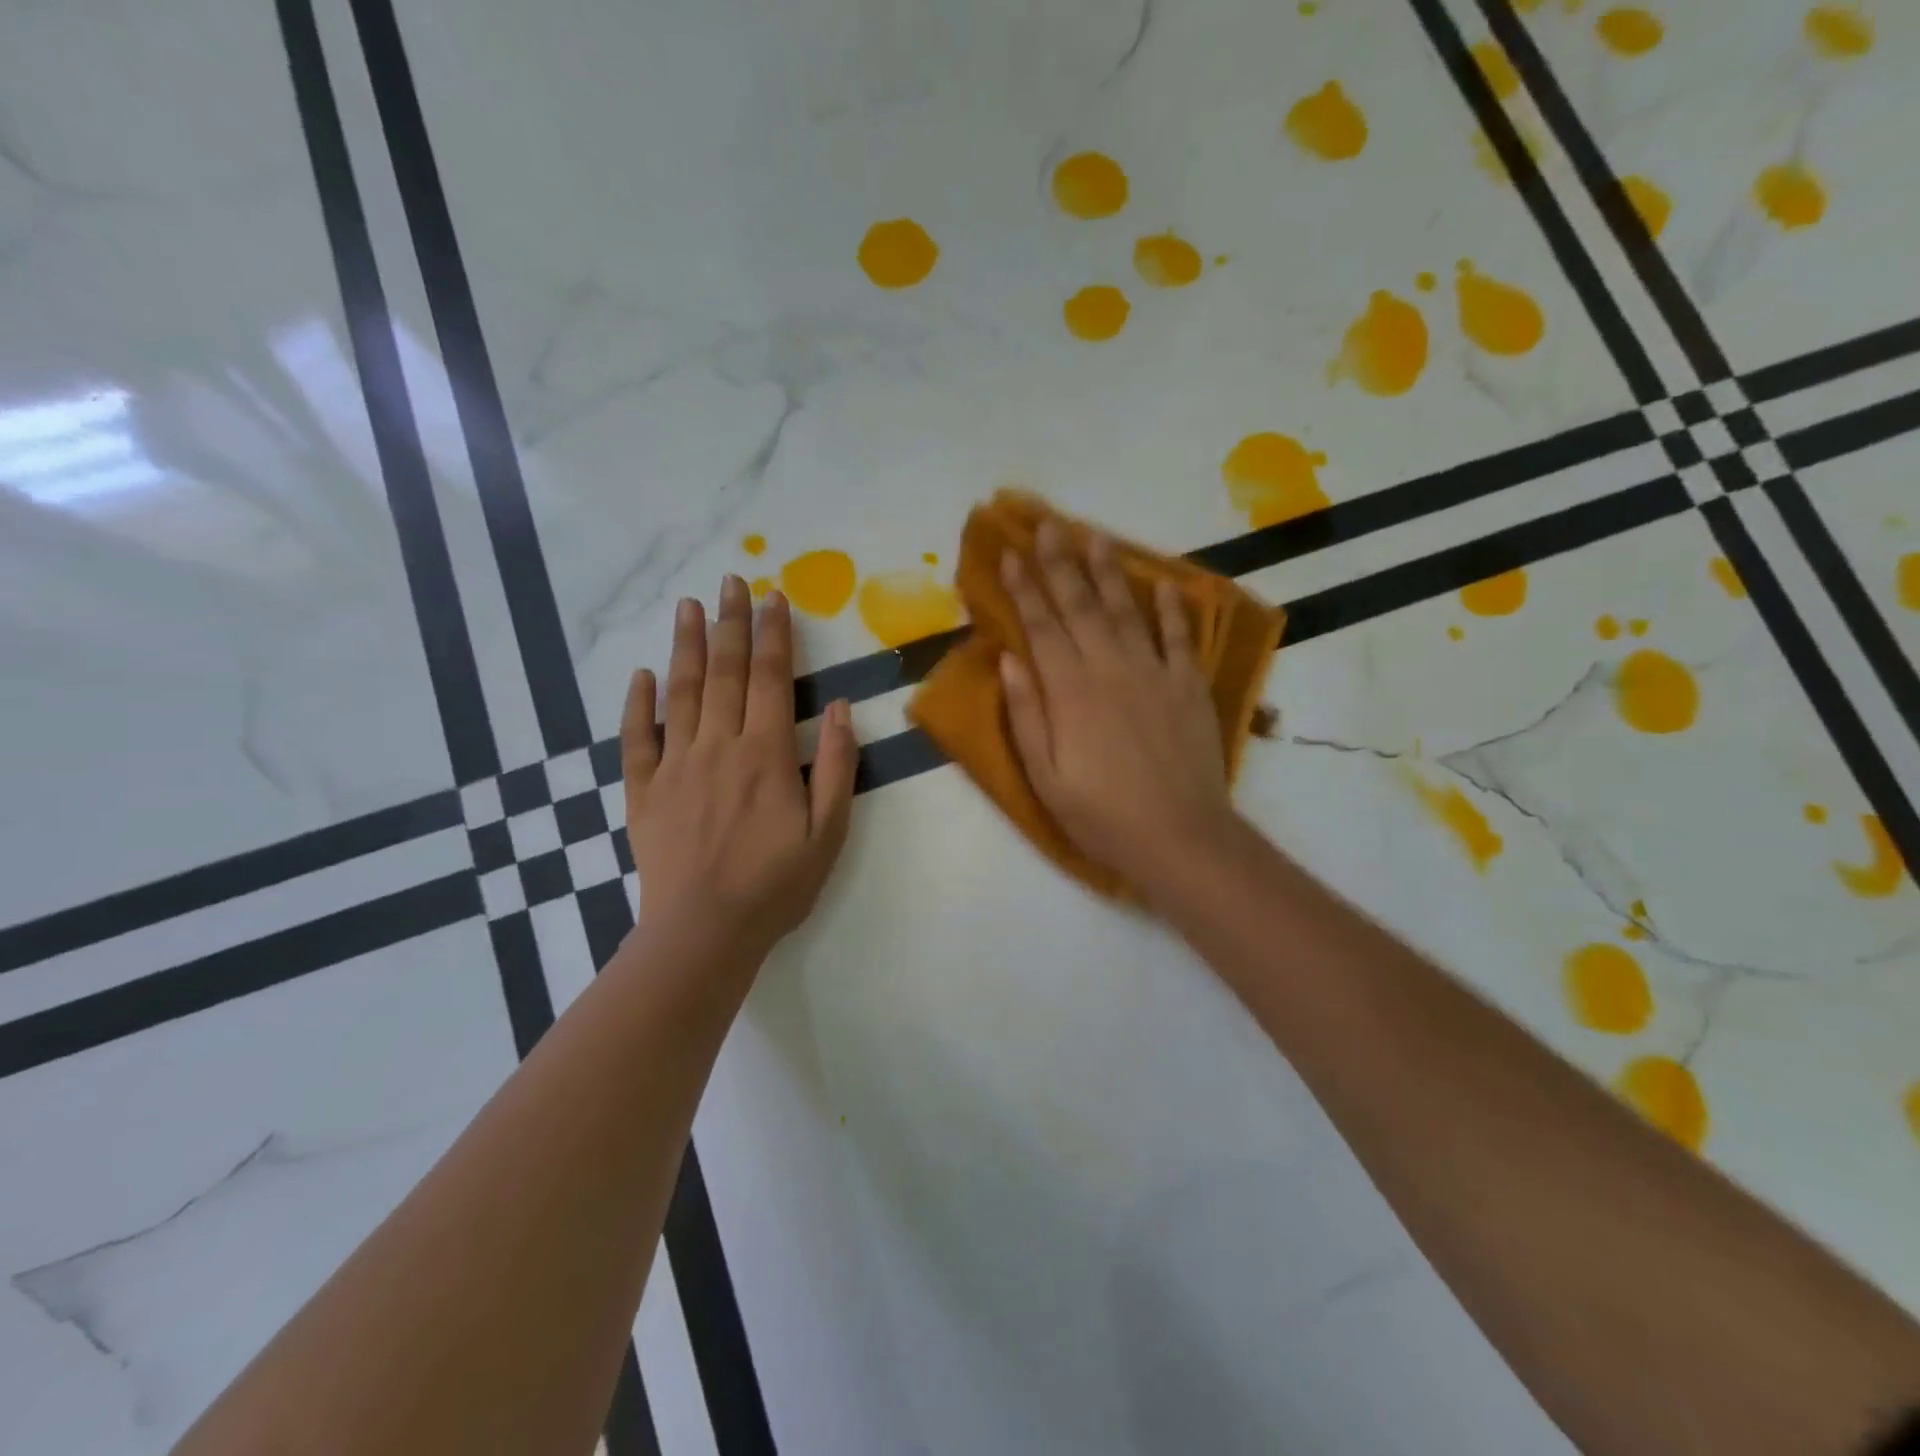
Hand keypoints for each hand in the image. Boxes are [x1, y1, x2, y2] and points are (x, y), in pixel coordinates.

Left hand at [622, 577, 857, 963]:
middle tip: (731, 581)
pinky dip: (637, 703)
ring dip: (686, 646)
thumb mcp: (828, 833)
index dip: (773, 635)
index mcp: (765, 755)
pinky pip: (637, 738)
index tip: (774, 597)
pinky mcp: (644, 791)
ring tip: (689, 606)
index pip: (769, 679)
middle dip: (730, 623)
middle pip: (724, 672)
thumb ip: (836, 767)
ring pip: (680, 693)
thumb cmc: (775, 885)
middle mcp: (718, 747)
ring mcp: (675, 766)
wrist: (703, 933)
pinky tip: (641, 675)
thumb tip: (837, 708)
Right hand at [999, 521, 1238, 895]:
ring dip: (1108, 571)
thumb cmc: (1101, 815)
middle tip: (1047, 524)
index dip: (1024, 588)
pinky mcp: (1188, 686)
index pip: (1041, 626)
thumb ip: (1025, 715)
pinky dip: (1172, 608)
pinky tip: (1164, 584)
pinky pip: (1179, 637)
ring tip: (1095, 536)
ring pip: (1126, 610)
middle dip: (1060, 562)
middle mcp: (1110, 668)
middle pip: (1080, 605)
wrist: (1180, 837)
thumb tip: (1009, 658)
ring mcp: (1154, 673)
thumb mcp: (1045, 777)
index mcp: (1069, 691)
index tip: (1012, 553)